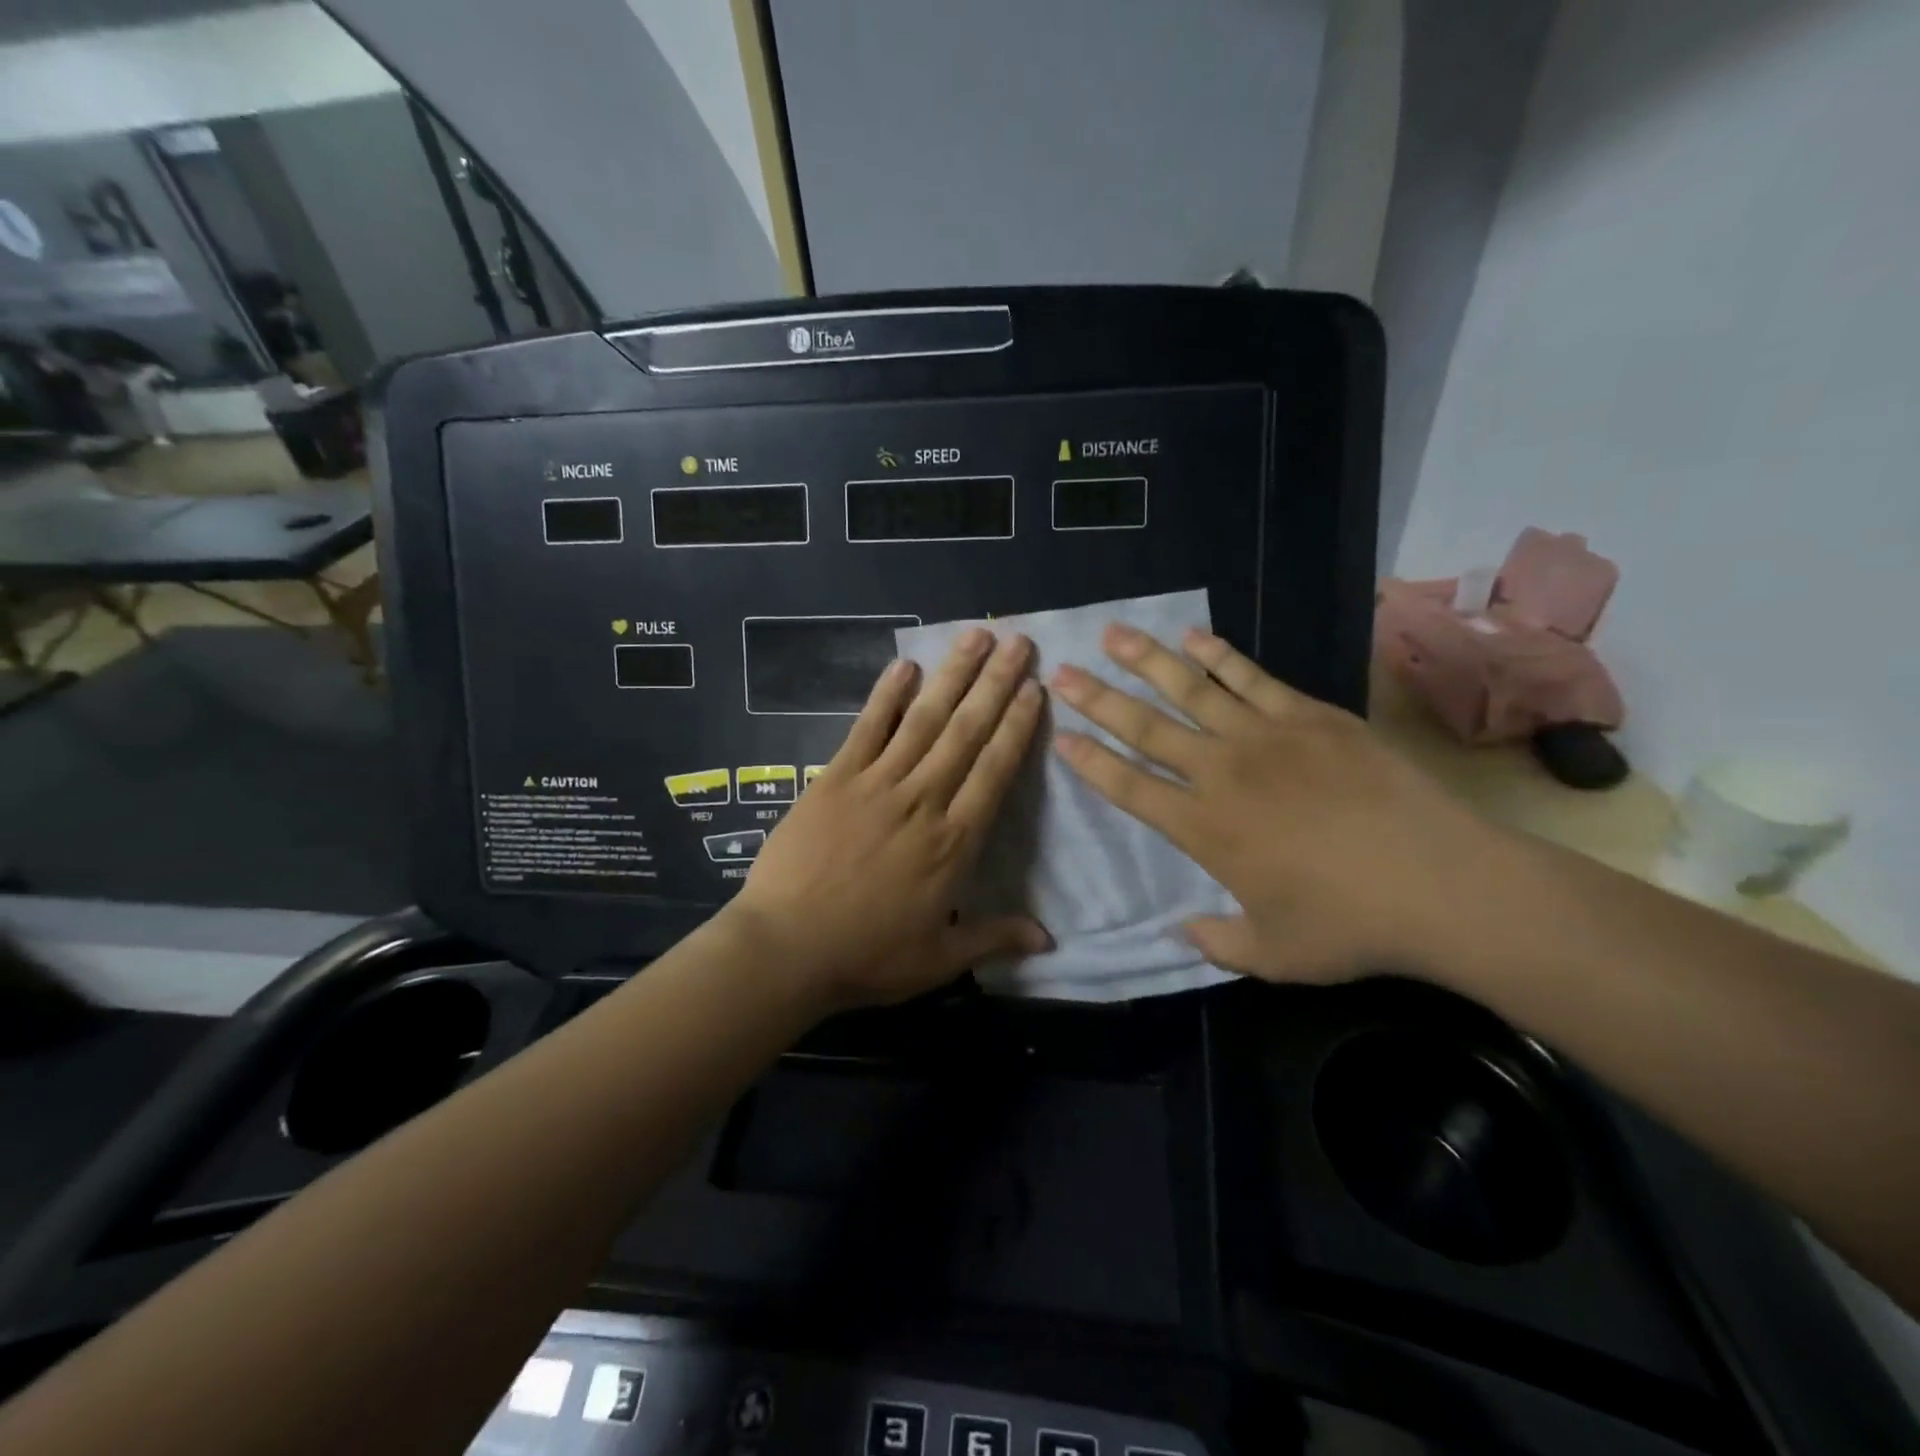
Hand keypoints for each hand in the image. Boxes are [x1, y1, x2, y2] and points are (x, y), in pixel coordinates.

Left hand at [725, 629, 1051, 1010]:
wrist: (785, 949)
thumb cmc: (866, 956)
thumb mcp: (938, 959)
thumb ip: (994, 938)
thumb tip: (1050, 939)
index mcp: (953, 842)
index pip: (995, 771)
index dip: (1017, 727)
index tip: (1035, 689)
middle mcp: (922, 800)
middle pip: (966, 732)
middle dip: (996, 684)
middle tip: (1020, 642)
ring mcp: (876, 784)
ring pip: (923, 720)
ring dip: (952, 675)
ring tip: (976, 637)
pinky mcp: (835, 779)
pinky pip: (866, 728)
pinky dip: (886, 696)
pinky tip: (904, 665)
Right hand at [1048, 624, 1529, 985]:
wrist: (1442, 883)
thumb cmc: (1350, 925)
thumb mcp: (1274, 954)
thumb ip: (1217, 943)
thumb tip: (1180, 930)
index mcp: (1204, 828)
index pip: (1129, 787)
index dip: (1091, 762)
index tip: (1062, 737)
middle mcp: (1222, 772)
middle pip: (1146, 727)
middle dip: (1099, 699)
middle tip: (1063, 670)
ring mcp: (1267, 736)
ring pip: (1191, 689)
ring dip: (1147, 660)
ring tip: (1113, 633)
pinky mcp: (1311, 716)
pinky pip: (1251, 678)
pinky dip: (1218, 656)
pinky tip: (1193, 637)